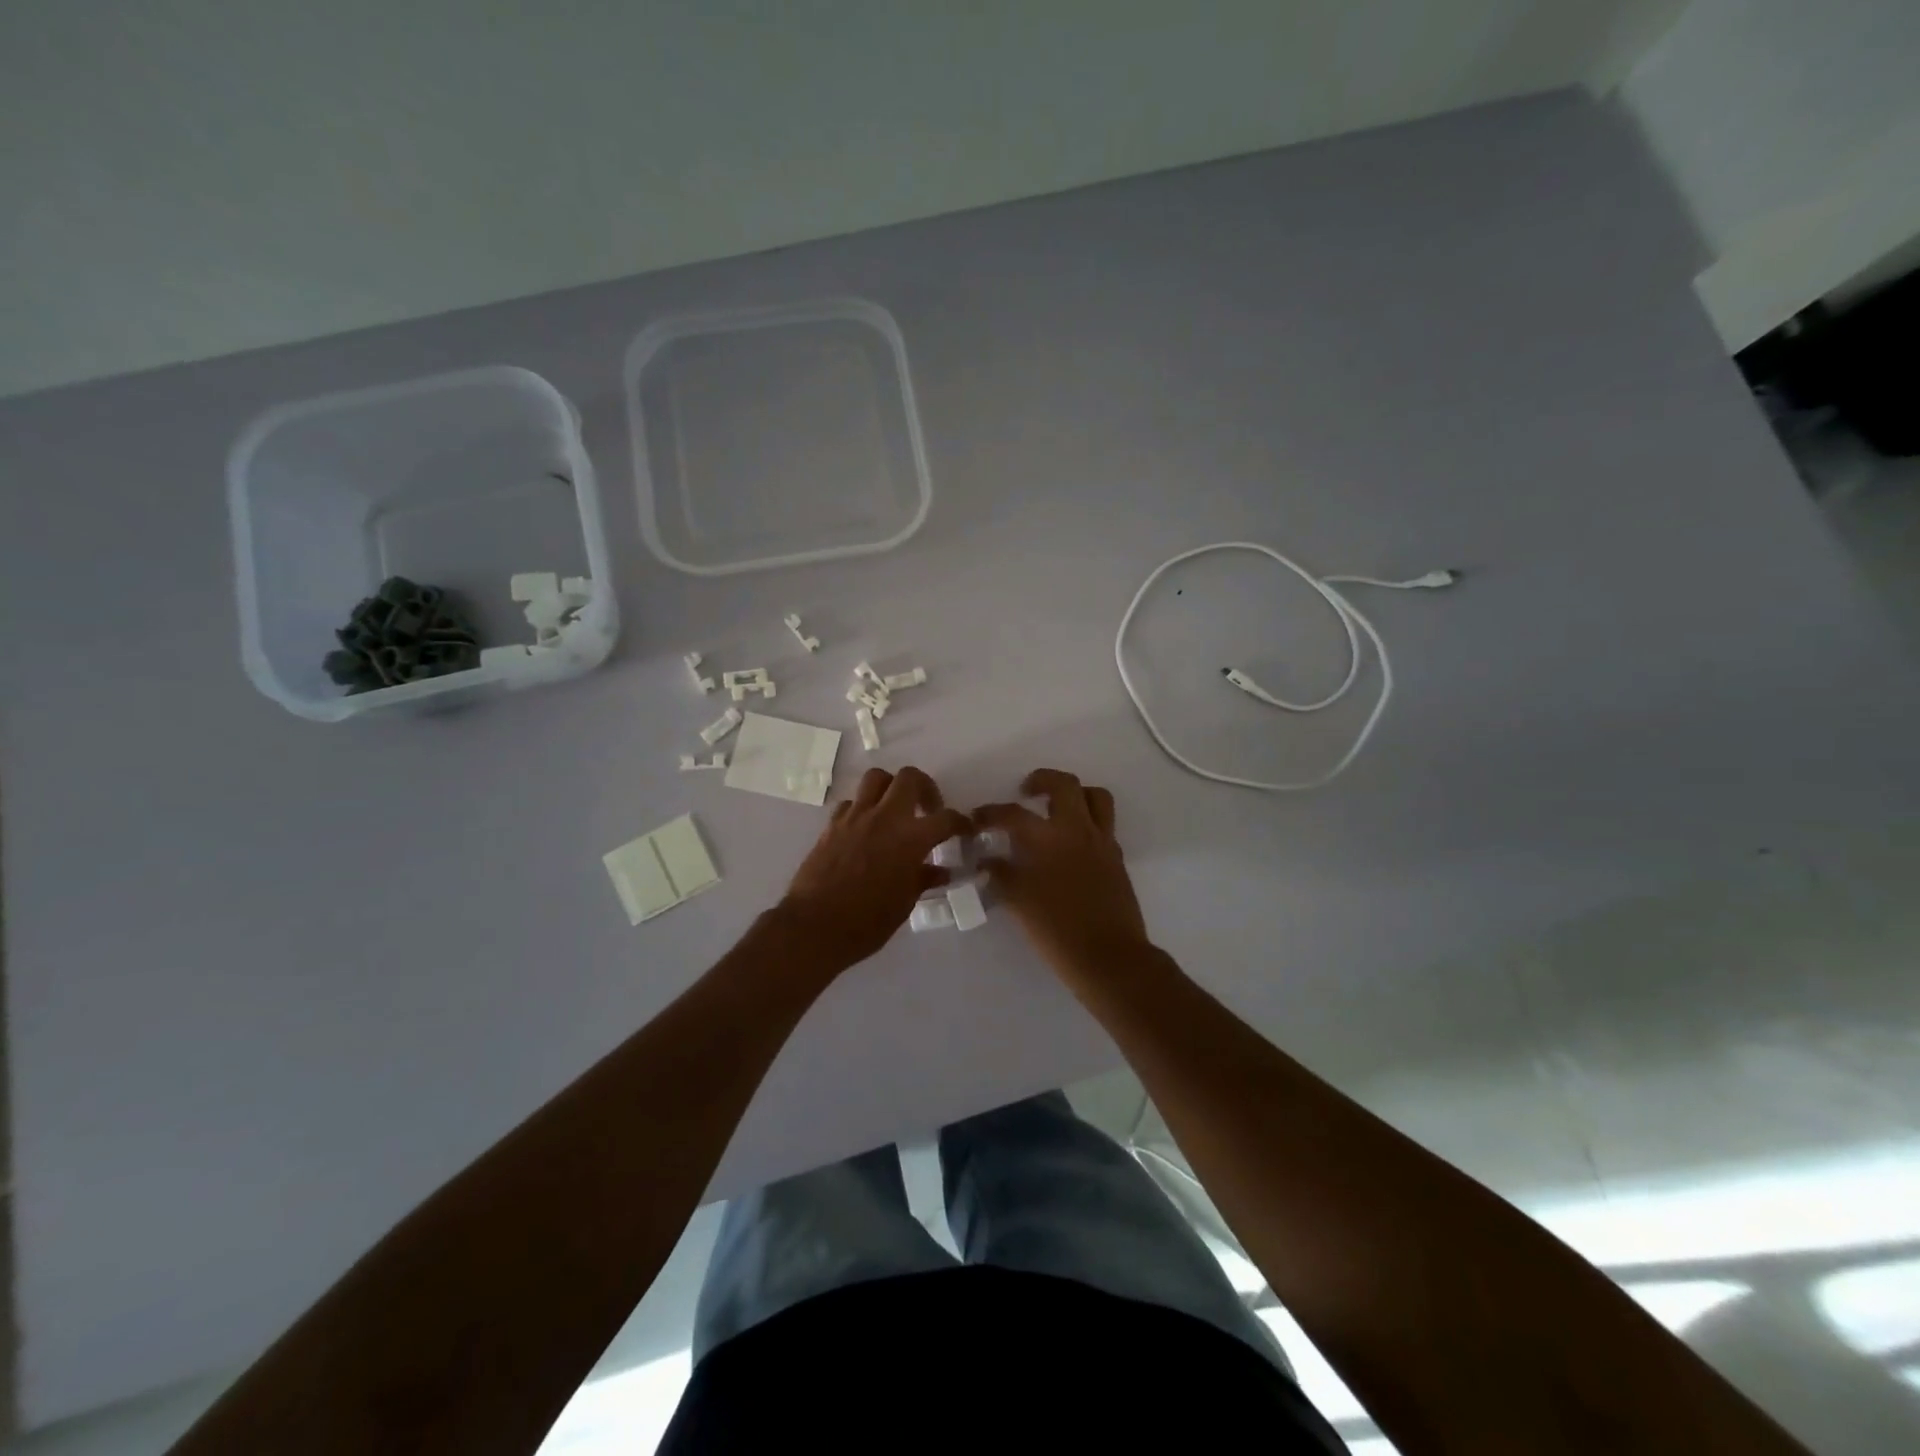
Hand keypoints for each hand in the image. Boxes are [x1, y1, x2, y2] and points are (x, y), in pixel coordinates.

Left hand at [778, 766, 970, 970]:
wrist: (814, 926)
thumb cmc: (866, 922)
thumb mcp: (904, 904)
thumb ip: (923, 879)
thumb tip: (940, 872)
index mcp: (910, 839)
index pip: (946, 819)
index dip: (960, 822)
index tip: (964, 829)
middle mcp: (885, 818)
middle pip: (910, 778)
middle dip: (925, 787)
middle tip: (928, 808)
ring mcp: (855, 818)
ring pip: (877, 778)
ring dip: (891, 788)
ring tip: (896, 809)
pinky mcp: (832, 825)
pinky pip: (852, 802)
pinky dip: (864, 808)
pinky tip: (867, 828)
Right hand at [973, 769, 1149, 978]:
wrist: (1109, 956)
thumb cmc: (1058, 931)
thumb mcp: (1019, 902)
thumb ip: (1001, 875)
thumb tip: (988, 860)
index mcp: (1048, 838)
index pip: (1013, 814)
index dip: (990, 813)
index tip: (976, 819)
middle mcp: (1077, 830)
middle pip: (1064, 785)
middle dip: (1042, 780)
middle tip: (1026, 792)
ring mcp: (1102, 842)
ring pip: (1095, 797)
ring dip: (1075, 794)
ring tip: (1057, 807)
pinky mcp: (1116, 858)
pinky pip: (1105, 824)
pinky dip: (1088, 822)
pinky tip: (1072, 843)